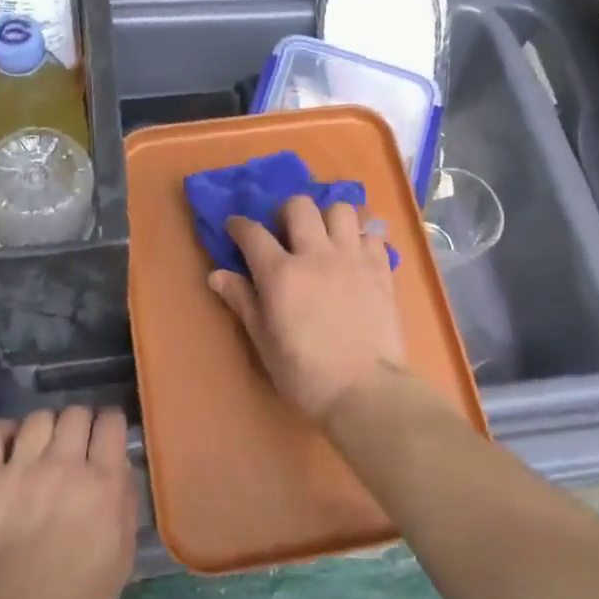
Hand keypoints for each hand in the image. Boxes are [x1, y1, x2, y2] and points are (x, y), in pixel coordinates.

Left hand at [0, 406, 136, 598]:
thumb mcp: (120, 563)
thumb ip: (126, 508)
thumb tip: (121, 470)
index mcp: (102, 483)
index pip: (112, 422)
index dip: (111, 424)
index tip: (107, 436)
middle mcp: (65, 464)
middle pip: (76, 412)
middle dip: (81, 423)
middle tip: (76, 444)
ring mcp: (22, 467)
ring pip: (39, 417)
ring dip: (46, 428)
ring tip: (43, 447)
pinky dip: (4, 432)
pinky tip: (10, 445)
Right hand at [208, 195, 413, 422]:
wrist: (365, 391)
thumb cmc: (305, 374)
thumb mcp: (264, 342)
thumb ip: (243, 301)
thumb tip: (216, 275)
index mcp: (280, 273)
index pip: (252, 233)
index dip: (239, 226)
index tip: (235, 228)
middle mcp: (316, 255)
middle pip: (299, 206)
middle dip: (286, 213)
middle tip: (286, 235)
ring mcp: (352, 259)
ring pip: (341, 210)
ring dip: (328, 219)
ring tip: (325, 239)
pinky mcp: (381, 270)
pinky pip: (372, 234)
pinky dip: (361, 238)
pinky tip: (356, 254)